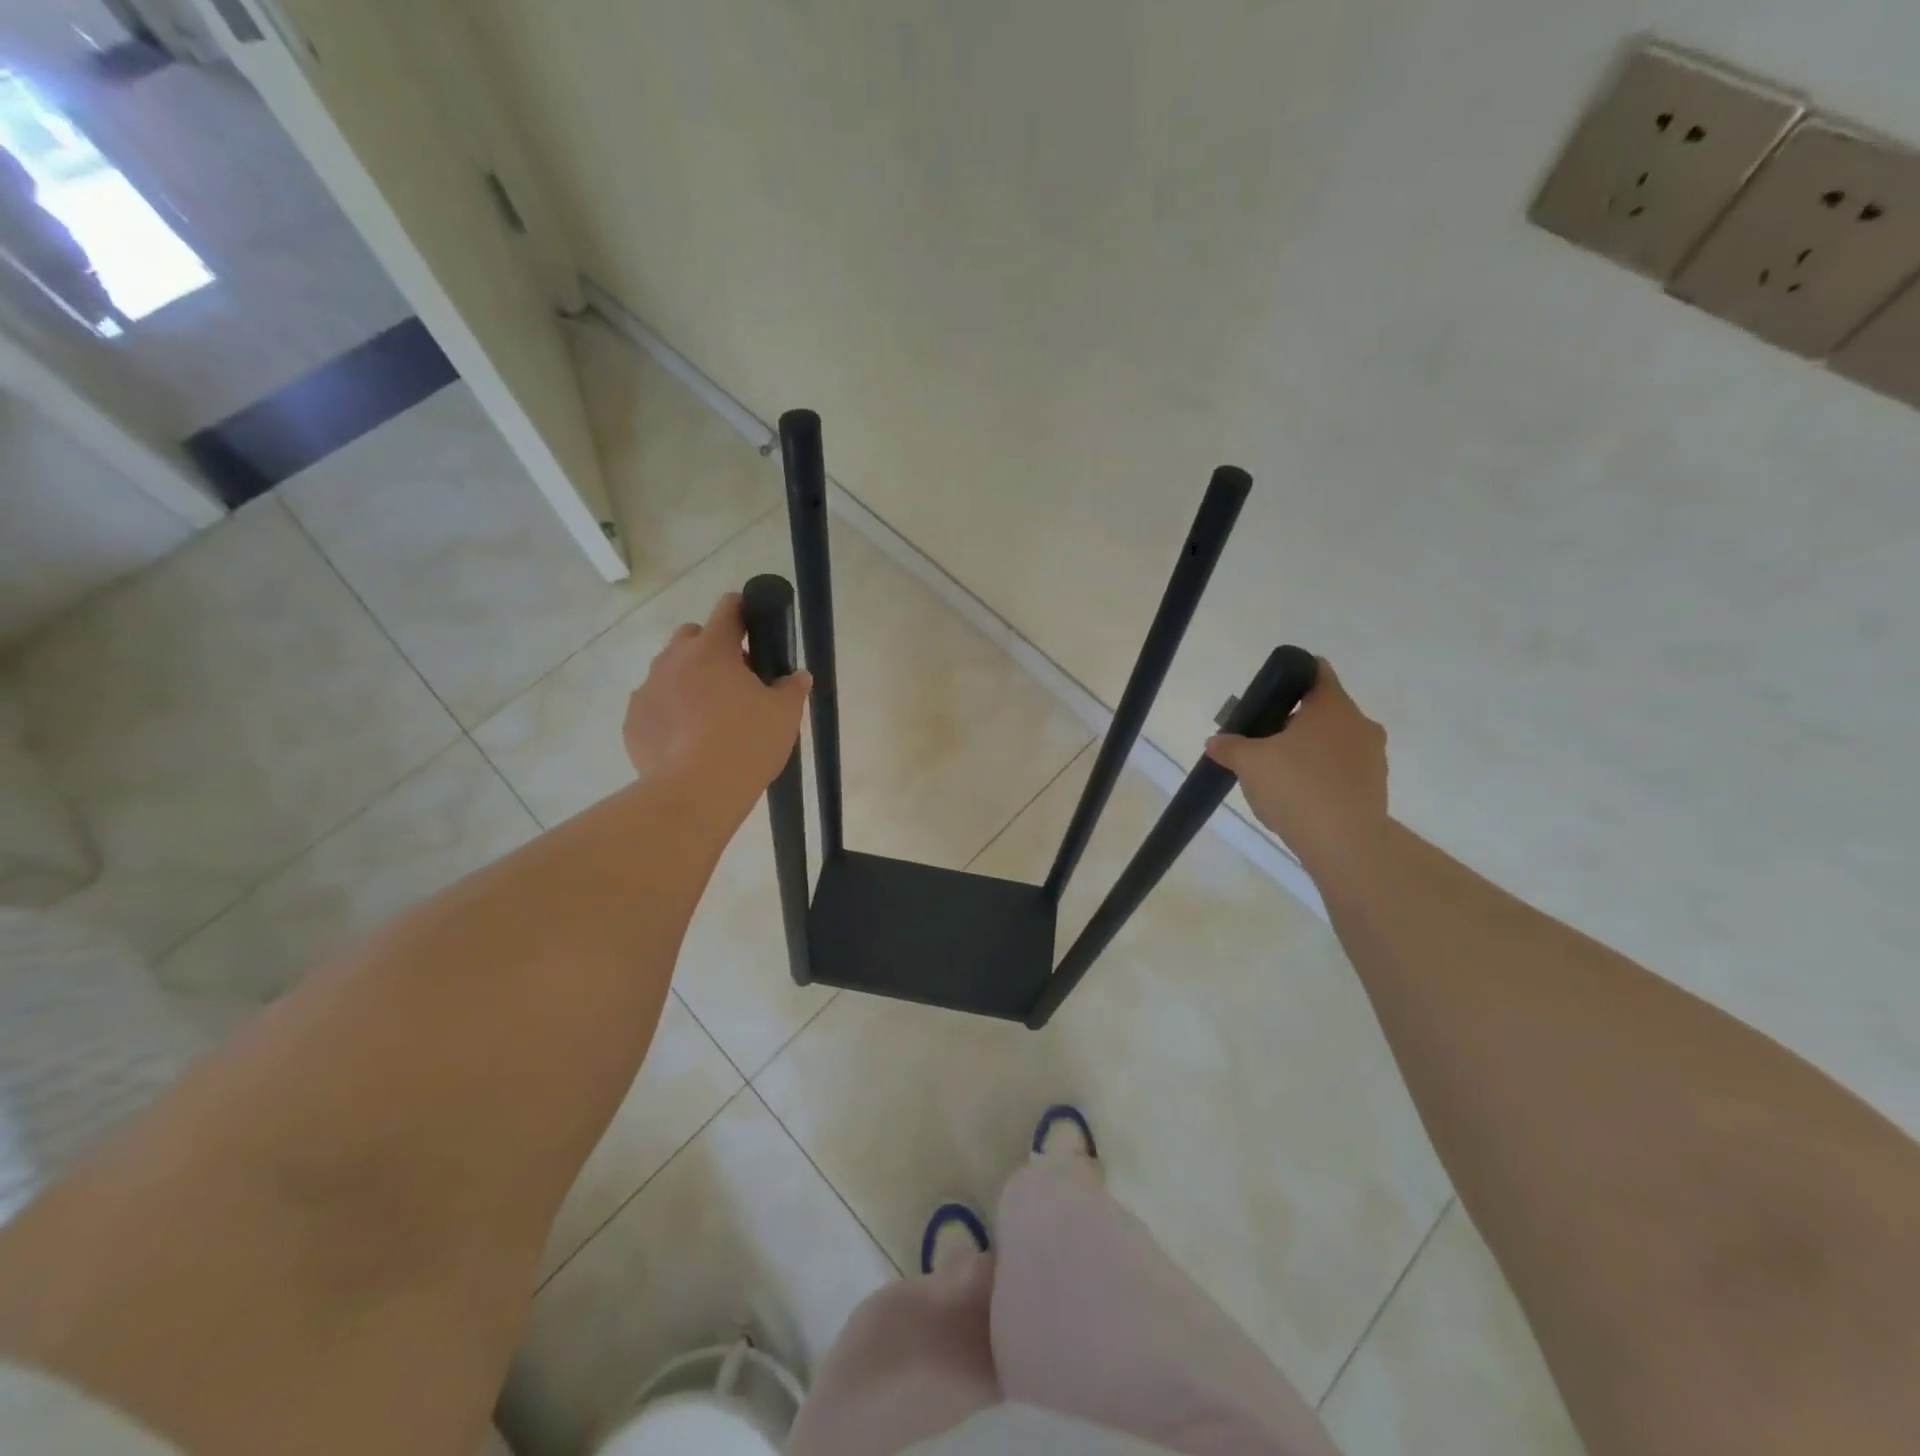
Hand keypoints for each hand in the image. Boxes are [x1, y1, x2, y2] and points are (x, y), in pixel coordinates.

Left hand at [624, 592, 811, 811]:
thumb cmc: (747, 742)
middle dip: (711, 648)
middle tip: (735, 679)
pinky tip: (686, 739)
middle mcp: (674, 660)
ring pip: (669, 671)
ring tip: (709, 714)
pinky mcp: (633, 721)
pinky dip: (669, 712)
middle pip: (691, 636)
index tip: (753, 622)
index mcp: (713, 650)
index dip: (742, 609)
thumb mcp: (784, 715)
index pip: (728, 610)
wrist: (696, 791)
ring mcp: (648, 689)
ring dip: (688, 680)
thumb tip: (798, 676)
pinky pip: (654, 705)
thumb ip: (792, 688)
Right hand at [1204, 659, 1386, 865]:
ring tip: (1279, 775)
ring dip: (1309, 751)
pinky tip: (1300, 798)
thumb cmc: (1296, 787)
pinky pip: (1343, 770)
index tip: (1269, 695)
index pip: (1315, 670)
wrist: (1345, 843)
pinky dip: (1323, 776)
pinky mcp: (1376, 787)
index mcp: (1331, 706)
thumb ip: (1230, 747)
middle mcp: (1359, 724)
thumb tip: (1215, 741)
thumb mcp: (1249, 763)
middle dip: (1293, 722)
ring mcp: (1373, 756)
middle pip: (1323, 710)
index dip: (1290, 676)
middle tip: (1263, 742)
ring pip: (1334, 741)